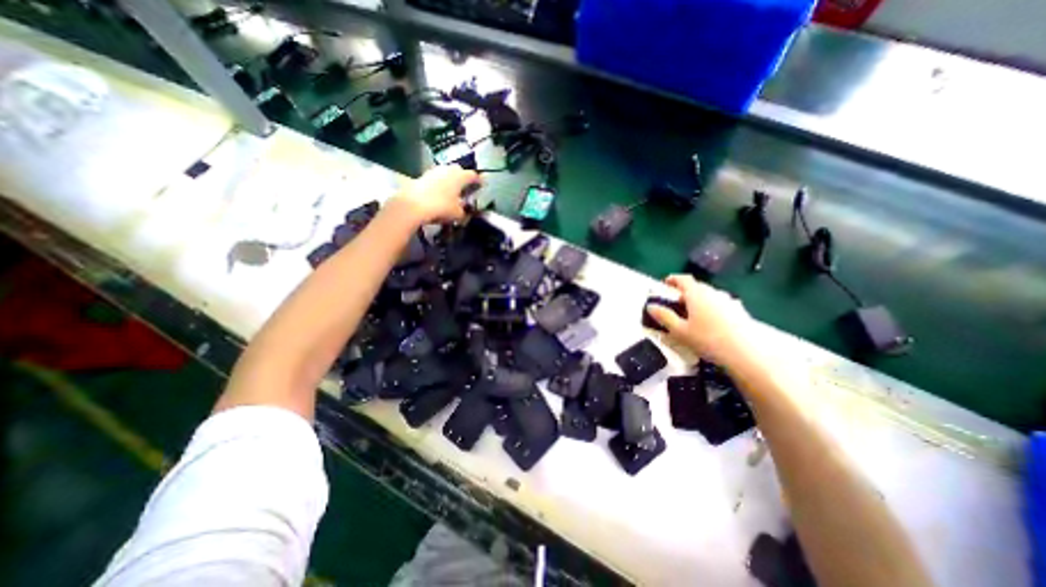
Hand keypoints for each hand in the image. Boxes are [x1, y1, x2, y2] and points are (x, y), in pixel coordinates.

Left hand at [389, 167, 478, 227]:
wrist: (414, 205)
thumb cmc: (441, 207)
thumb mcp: (457, 214)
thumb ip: (463, 212)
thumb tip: (463, 212)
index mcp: (460, 176)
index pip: (473, 175)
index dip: (479, 180)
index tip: (482, 184)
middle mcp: (448, 170)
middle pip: (459, 171)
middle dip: (463, 178)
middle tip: (466, 187)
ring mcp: (434, 171)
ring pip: (446, 174)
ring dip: (449, 180)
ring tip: (452, 191)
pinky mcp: (422, 176)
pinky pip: (435, 179)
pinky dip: (439, 185)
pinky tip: (439, 194)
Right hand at [647, 275, 751, 366]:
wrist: (747, 354)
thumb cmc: (708, 340)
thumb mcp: (680, 331)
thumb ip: (664, 317)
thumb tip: (651, 306)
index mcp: (697, 294)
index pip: (683, 279)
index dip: (672, 280)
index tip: (665, 284)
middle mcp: (713, 293)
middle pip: (696, 287)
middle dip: (684, 292)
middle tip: (676, 305)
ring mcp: (729, 301)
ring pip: (709, 296)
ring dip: (699, 301)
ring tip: (693, 315)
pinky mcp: (740, 311)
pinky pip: (720, 304)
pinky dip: (711, 308)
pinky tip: (711, 324)